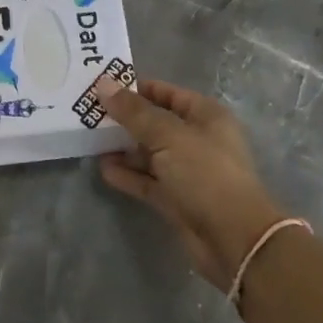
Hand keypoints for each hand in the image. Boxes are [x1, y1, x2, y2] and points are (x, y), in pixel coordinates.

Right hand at [95, 78, 288, 289]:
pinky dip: (128, 175)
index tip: (104, 88)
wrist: (233, 238)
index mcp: (205, 116)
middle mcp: (197, 140)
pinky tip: (104, 169)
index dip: (137, 89)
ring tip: (91, 140)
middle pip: (156, 123)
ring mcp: (187, 171)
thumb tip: (103, 84)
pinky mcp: (177, 199)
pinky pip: (148, 181)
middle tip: (89, 114)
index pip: (167, 93)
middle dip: (125, 119)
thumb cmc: (205, 173)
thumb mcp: (167, 135)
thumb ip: (134, 112)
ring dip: (123, 148)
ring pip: (150, 153)